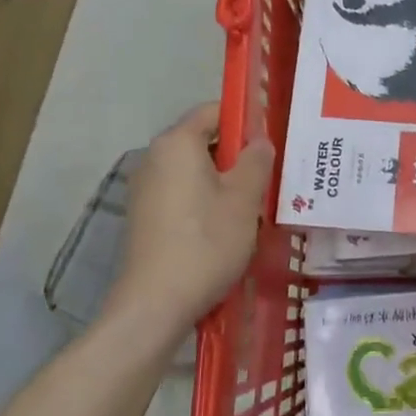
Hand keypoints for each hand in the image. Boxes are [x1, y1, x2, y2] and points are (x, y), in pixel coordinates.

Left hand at [112, 102, 274, 335]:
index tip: (271, 142)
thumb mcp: (244, 199)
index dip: (245, 119)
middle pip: (203, 140)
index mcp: (177, 143)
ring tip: (252, 205)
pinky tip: (225, 228)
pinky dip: (205, 200)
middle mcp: (154, 157)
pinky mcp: (144, 216)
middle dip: (237, 154)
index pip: (214, 110)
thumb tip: (259, 141)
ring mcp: (145, 188)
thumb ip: (257, 160)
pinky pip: (181, 193)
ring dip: (223, 181)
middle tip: (269, 177)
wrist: (154, 305)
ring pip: (194, 170)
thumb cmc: (206, 243)